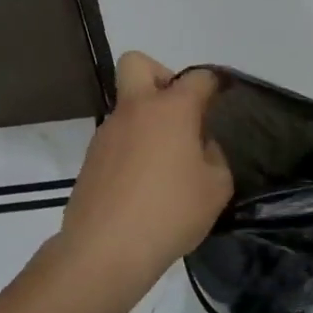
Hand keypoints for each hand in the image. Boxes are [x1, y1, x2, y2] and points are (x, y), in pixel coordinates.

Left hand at [58, 52, 232, 285]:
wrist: (105, 249)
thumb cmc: (170, 213)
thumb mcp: (216, 188)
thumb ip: (215, 158)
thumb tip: (201, 147)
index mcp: (171, 109)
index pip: (198, 77)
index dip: (213, 84)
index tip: (221, 98)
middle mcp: (135, 109)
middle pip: (138, 63)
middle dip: (160, 76)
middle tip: (178, 112)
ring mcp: (107, 132)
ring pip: (127, 106)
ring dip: (146, 120)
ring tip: (166, 163)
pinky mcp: (91, 159)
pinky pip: (117, 138)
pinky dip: (132, 149)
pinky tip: (144, 185)